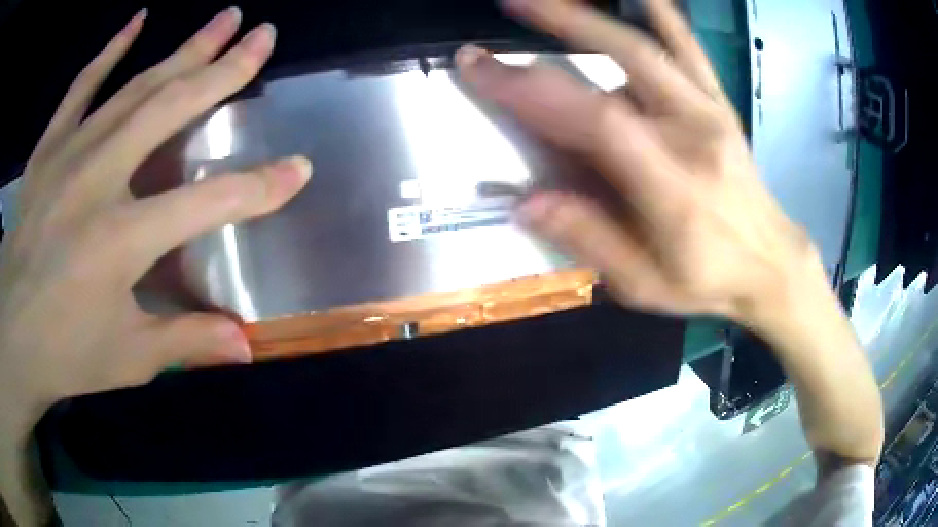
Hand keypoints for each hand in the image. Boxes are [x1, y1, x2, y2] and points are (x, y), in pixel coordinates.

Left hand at [0, 8, 310, 430]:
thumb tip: (246, 347)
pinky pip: (82, 86)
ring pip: (135, 86)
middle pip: (170, 109)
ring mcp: (68, 154)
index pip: (207, 202)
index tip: (299, 169)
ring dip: (184, 48)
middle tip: (264, 35)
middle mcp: (97, 180)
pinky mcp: (47, 149)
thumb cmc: (64, 353)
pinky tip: (139, 19)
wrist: (12, 335)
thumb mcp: (128, 359)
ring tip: (225, 18)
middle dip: (225, 69)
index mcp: (121, 239)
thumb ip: (187, 341)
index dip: (258, 188)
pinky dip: (110, 49)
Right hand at [456, 0, 820, 324]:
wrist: (770, 262)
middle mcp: (693, 134)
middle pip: (626, 59)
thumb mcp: (646, 284)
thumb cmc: (708, 278)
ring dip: (597, 14)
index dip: (535, 90)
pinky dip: (663, 14)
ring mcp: (709, 112)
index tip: (481, 68)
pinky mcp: (718, 103)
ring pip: (651, 45)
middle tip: (512, 2)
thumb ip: (590, 240)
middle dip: (561, 25)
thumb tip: (526, 202)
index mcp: (672, 187)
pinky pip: (689, 48)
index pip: (596, 121)